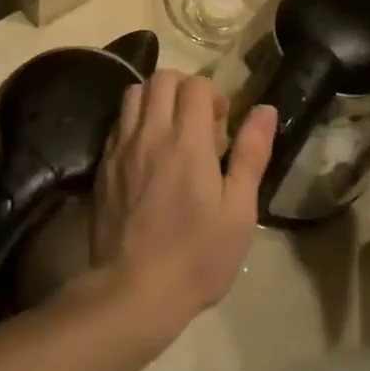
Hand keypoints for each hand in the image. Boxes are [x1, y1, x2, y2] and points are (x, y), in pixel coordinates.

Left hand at [92, 71, 274, 341]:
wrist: (132, 292)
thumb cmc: (196, 256)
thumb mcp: (238, 212)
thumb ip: (251, 155)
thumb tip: (266, 110)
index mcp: (187, 141)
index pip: (195, 84)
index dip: (213, 94)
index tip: (222, 123)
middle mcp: (150, 133)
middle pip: (161, 78)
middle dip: (184, 87)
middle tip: (199, 121)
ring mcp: (121, 147)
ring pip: (134, 93)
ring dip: (156, 98)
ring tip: (172, 130)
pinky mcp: (103, 165)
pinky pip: (118, 122)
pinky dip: (135, 120)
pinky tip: (147, 152)